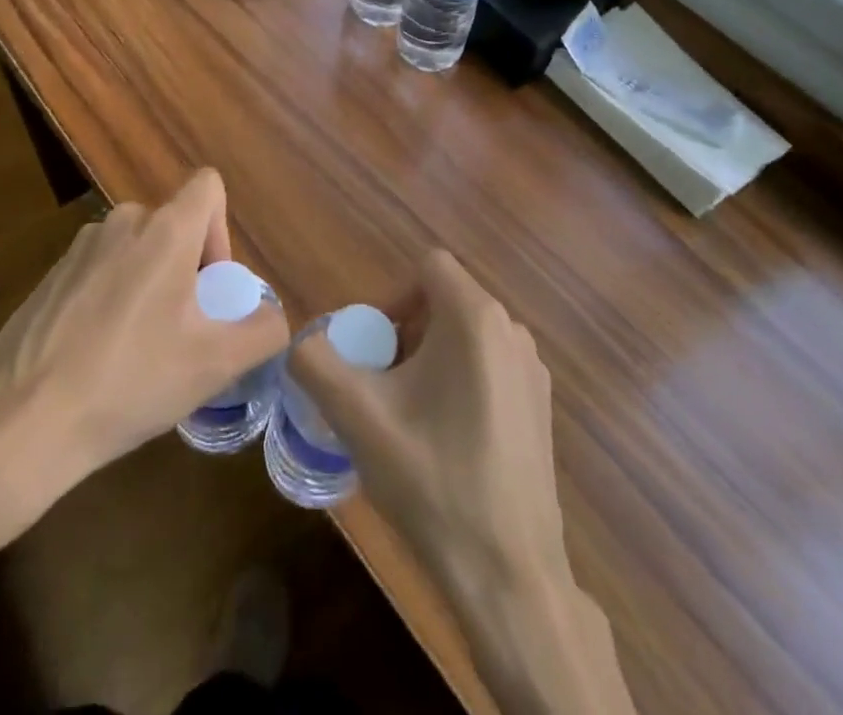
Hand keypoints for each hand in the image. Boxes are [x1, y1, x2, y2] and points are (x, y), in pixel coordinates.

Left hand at [0, 169, 289, 565]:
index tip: (211, 287)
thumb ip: (262, 331)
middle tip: (181, 330)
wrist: (20, 423)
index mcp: (165, 230)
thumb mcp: (214, 364)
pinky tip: (97, 356)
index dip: (222, 230)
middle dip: (187, 268)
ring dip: (149, 283)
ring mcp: (79, 247)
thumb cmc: (130, 381)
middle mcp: (121, 222)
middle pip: (173, 224)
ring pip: (136, 249)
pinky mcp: (49, 276)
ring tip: (139, 349)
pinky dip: (112, 297)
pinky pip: (100, 270)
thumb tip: (272, 317)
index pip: (209, 186)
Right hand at [291, 249, 565, 594]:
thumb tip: (301, 343)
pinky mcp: (541, 406)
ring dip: (428, 358)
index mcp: (476, 317)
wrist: (509, 576)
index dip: (390, 295)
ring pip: (465, 335)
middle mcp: (512, 330)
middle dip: (405, 332)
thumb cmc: (433, 481)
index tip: (372, 349)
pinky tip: (444, 439)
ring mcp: (532, 370)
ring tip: (406, 414)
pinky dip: (458, 380)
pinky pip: (489, 365)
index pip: (426, 267)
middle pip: (444, 300)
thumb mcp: (357, 417)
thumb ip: (315, 363)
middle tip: (380, 384)